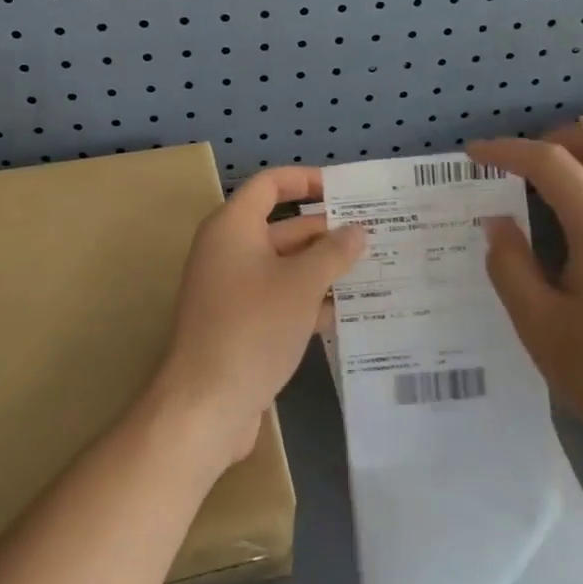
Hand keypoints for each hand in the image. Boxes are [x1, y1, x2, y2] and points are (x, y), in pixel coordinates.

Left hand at [153, 167, 365, 473]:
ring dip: (324, 269)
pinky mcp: (241, 323)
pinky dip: (310, 300)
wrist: (206, 404)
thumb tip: (357, 231)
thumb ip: (333, 253)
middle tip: (376, 234)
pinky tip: (349, 312)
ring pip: (286, 266)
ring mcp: (234, 290)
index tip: (346, 189)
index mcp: (233, 227)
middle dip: (327, 231)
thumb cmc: (253, 328)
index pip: (270, 184)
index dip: (307, 180)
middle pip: (283, 227)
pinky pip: (280, 298)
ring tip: (375, 270)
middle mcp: (230, 251)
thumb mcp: (301, 285)